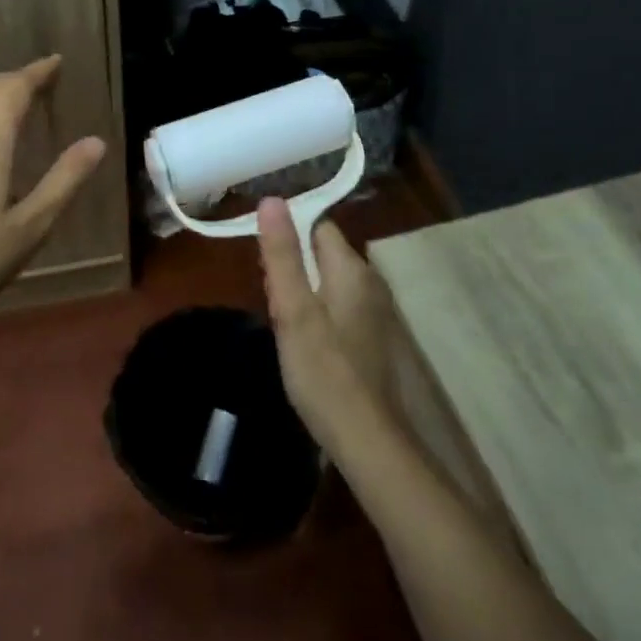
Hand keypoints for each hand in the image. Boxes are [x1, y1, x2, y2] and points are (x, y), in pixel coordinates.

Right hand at [255, 200, 395, 452]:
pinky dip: (318, 315)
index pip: (319, 227)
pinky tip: (304, 343)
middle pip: (323, 254)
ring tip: (282, 322)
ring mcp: (374, 313)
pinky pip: (338, 308)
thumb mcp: (293, 310)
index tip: (265, 263)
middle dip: (293, 266)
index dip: (289, 235)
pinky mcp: (372, 339)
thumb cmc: (324, 371)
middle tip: (271, 298)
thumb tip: (271, 199)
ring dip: (303, 292)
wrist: (367, 440)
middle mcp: (370, 283)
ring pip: (329, 283)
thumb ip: (282, 254)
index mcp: (352, 269)